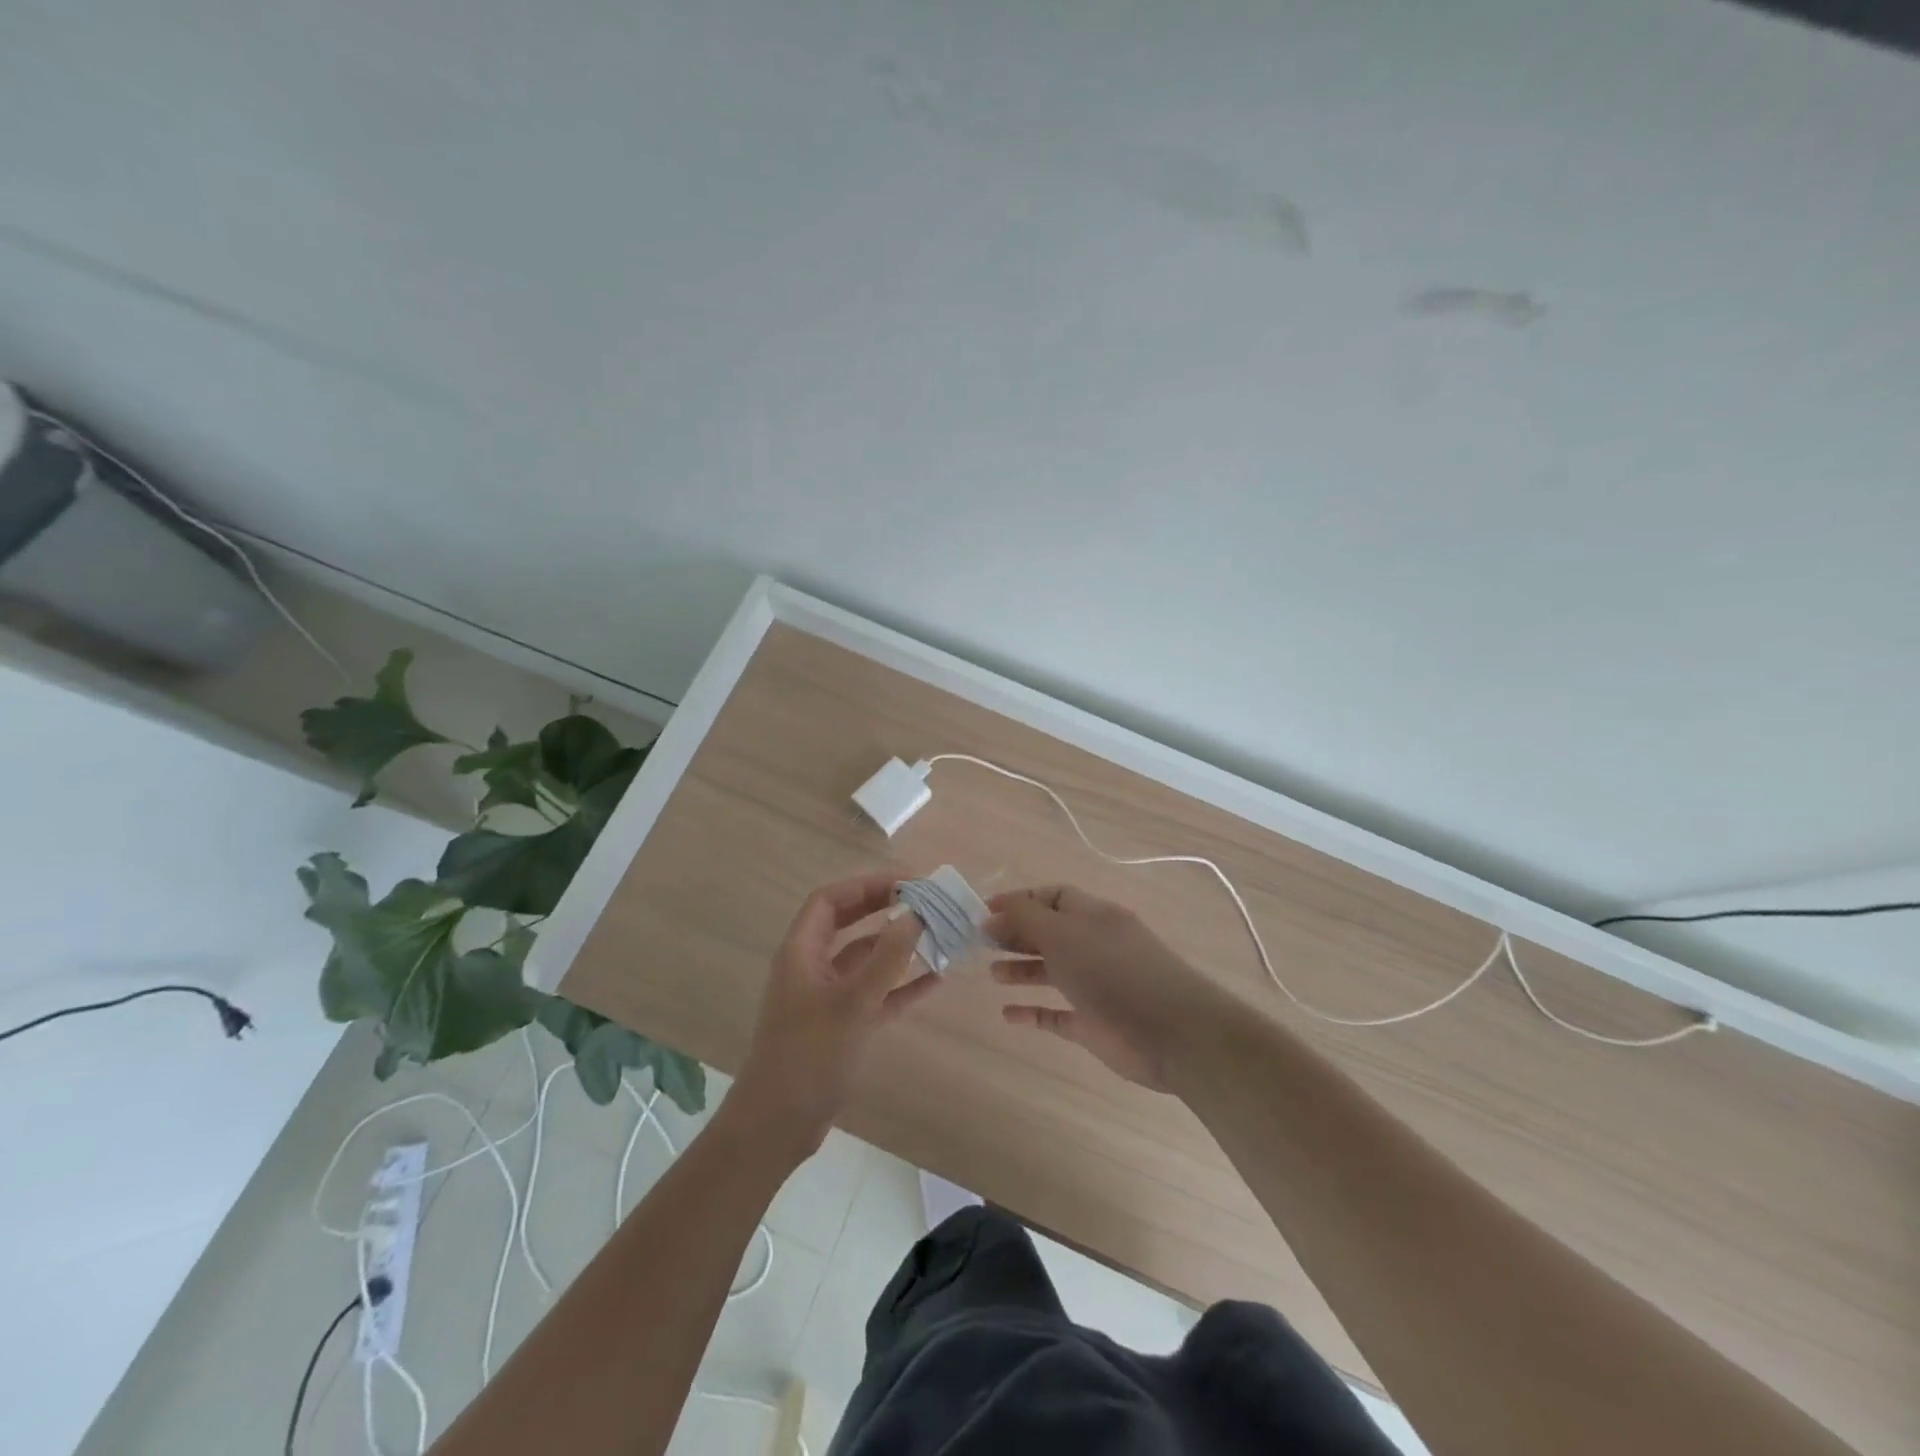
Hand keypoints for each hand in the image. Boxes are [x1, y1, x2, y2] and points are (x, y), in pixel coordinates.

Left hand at [729, 873, 938, 1161]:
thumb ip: (886, 958)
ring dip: (897, 946)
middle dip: (883, 908)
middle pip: (848, 924)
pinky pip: (876, 994)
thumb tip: (913, 914)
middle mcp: (812, 968)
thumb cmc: (809, 1055)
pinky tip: (935, 979)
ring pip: (865, 959)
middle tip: (924, 901)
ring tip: (936, 934)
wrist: (778, 1125)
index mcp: (801, 952)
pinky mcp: (842, 1026)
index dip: (865, 885)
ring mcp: (827, 998)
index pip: (830, 900)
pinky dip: (901, 984)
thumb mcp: (852, 1003)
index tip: (906, 882)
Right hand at [987, 885, 1220, 1092]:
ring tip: (992, 974)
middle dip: (1016, 934)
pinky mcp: (1094, 1024)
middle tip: (980, 942)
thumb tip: (992, 914)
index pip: (1052, 896)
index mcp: (1092, 915)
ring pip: (1052, 971)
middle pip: (1049, 932)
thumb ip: (1025, 919)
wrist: (1172, 1031)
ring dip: (1022, 970)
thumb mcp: (1063, 933)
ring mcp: (1095, 985)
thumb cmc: (1112, 971)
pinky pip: (1057, 1014)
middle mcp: (1094, 945)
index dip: (1020, 901)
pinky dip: (1033, 1012)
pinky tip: (1008, 1015)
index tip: (984, 912)